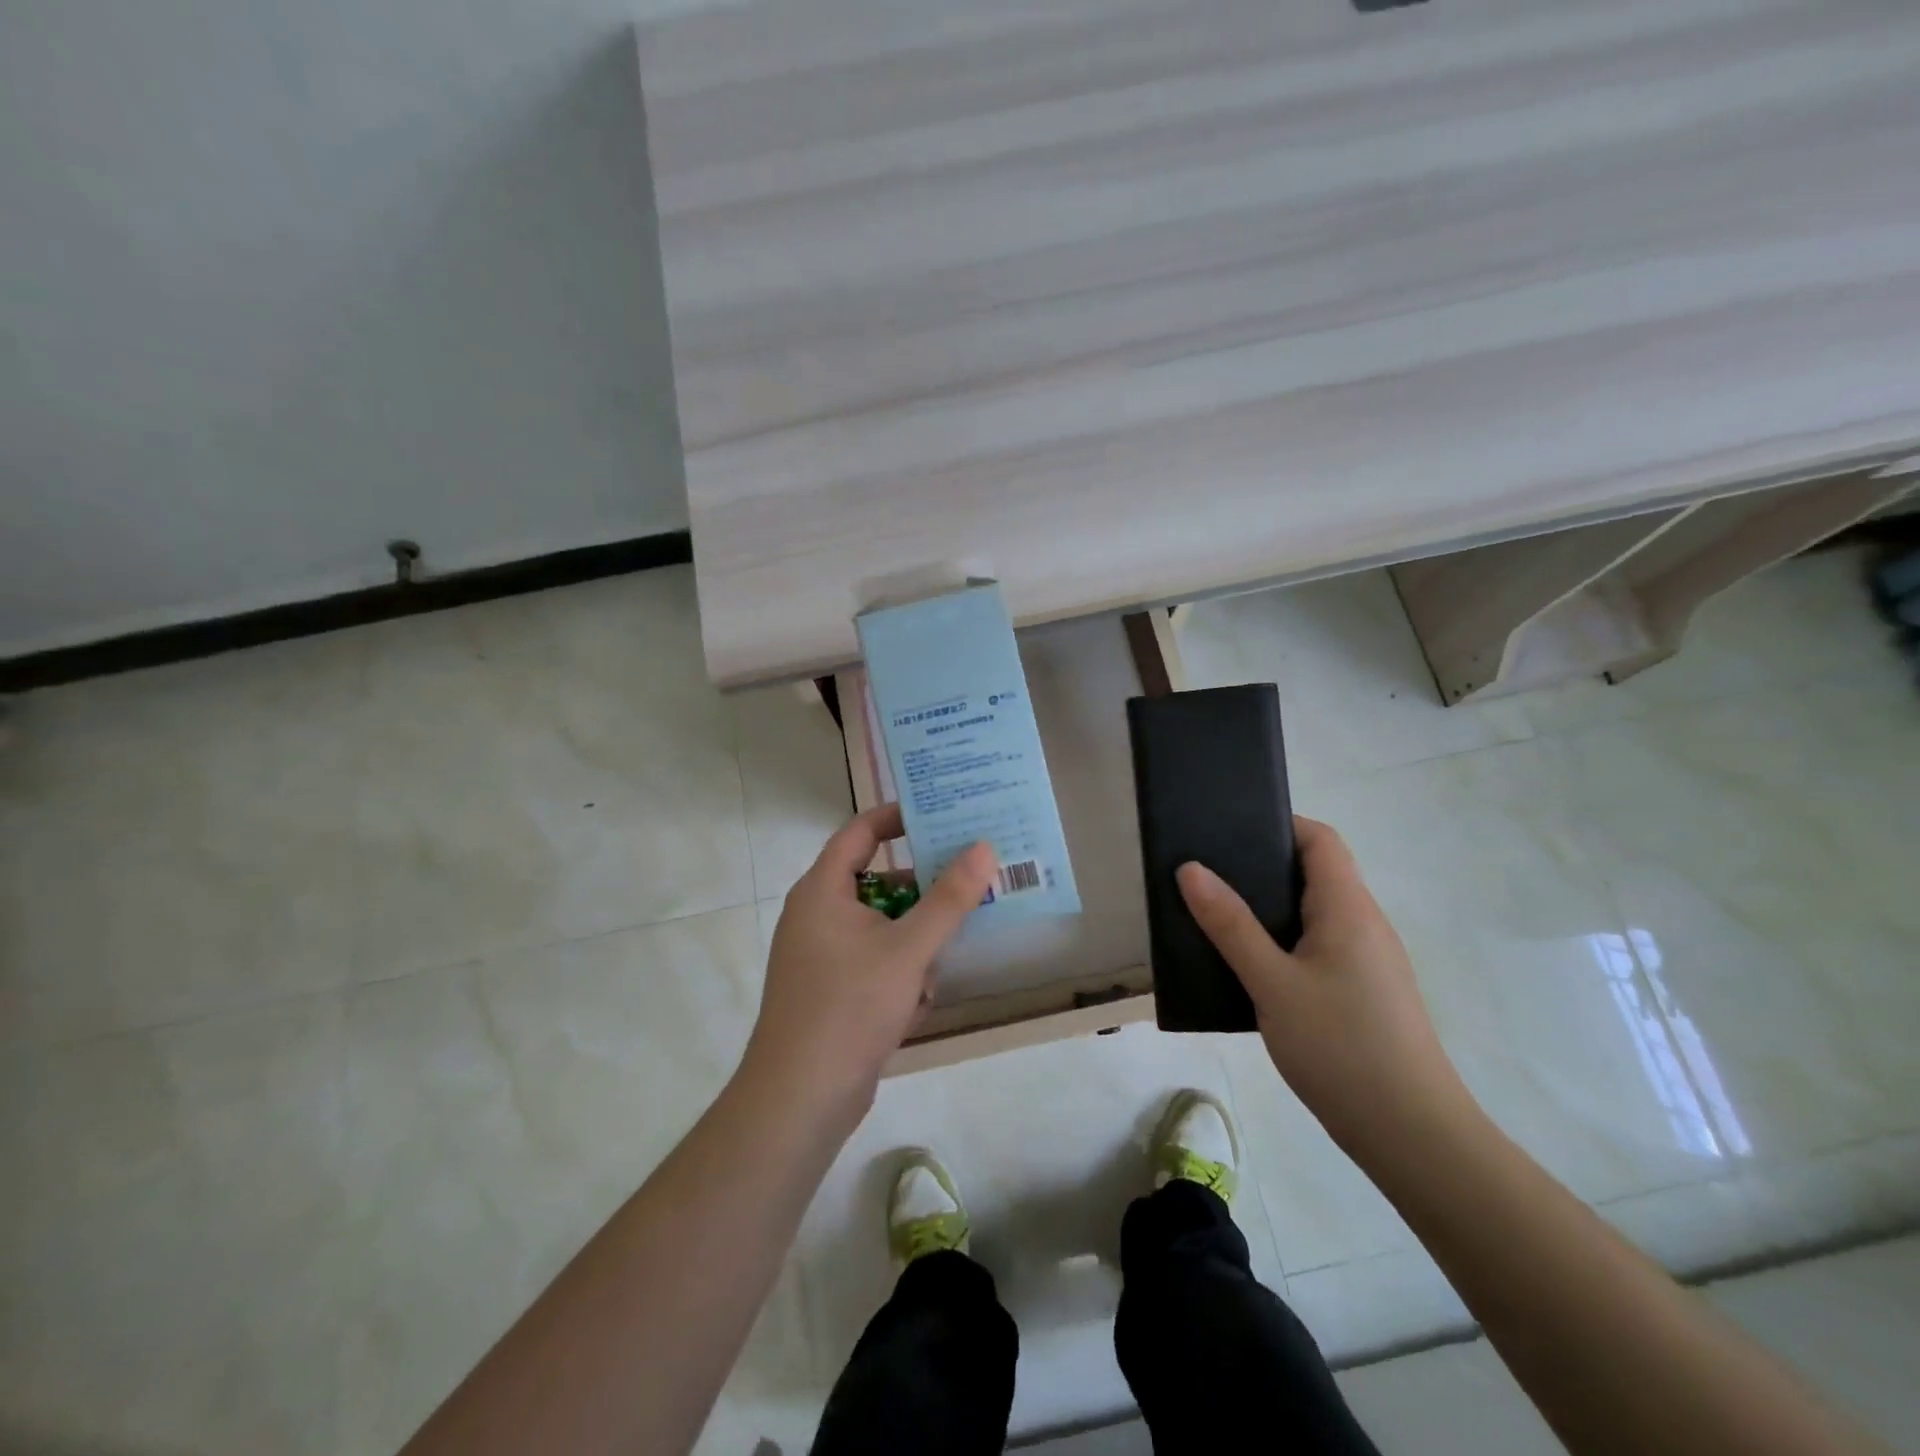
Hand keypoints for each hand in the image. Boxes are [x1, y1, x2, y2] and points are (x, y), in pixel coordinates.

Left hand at [743, 804, 996, 1124]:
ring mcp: (821, 955)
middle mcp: (817, 914)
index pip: (860, 832)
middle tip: (967, 883)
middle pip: (877, 883)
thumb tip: (983, 847)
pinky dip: (898, 976)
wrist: (800, 1098)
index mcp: (822, 890)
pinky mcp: (830, 989)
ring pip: (882, 929)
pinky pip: (874, 963)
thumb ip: (949, 898)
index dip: (898, 817)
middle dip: (921, 893)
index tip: (941, 814)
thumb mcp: (908, 950)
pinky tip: (913, 1006)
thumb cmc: (850, 1007)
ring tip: (937, 968)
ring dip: (914, 946)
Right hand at [1176, 817, 1472, 1152]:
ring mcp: (1367, 961)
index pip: (1320, 839)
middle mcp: (1363, 924)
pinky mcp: (1362, 992)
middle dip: (1260, 867)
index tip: (1226, 831)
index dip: (1278, 824)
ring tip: (1214, 915)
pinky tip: (1246, 966)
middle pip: (1315, 873)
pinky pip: (1316, 947)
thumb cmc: (1341, 1047)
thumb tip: (1190, 868)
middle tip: (1205, 873)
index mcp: (1348, 908)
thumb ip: (1230, 925)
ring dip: (1267, 909)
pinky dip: (1280, 942)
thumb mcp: (1272, 983)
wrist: (1412, 1135)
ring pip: (1313, 914)